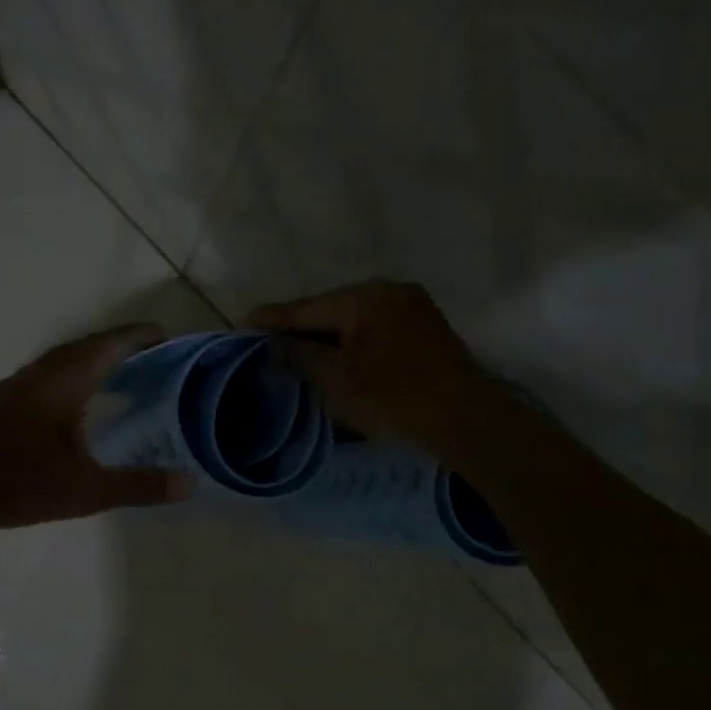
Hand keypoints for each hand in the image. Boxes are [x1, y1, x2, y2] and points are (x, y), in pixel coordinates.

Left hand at [0, 323, 193, 532]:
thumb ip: (138, 486)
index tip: (166, 336)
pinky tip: (75, 402)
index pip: (108, 346)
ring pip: (62, 360)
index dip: (138, 337)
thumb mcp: (86, 491)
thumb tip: (189, 483)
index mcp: (63, 383)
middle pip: (85, 346)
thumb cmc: (18, 484)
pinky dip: (72, 375)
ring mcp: (15, 386)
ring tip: (120, 374)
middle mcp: (39, 374)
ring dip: (92, 359)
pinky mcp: (1, 402)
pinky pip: (46, 374)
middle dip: (119, 346)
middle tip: (151, 357)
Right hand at [248, 280, 498, 457]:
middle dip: (301, 326)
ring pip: (354, 316)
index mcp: (362, 298)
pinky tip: (340, 354)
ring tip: (300, 350)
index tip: (243, 323)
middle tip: (270, 341)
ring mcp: (411, 304)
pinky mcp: (425, 324)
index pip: (305, 308)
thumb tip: (276, 343)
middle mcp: (387, 290)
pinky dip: (353, 338)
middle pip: (330, 308)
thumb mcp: (337, 381)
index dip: (272, 318)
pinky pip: (375, 324)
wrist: (467, 419)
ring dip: (328, 333)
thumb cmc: (394, 400)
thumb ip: (301, 355)